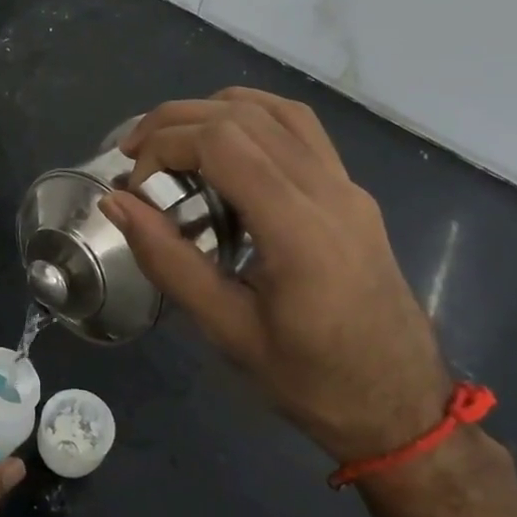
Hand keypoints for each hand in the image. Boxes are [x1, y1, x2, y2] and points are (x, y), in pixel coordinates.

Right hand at [98, 88, 449, 463]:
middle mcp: (328, 191)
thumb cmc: (310, 380)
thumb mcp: (227, 329)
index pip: (223, 143)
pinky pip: (300, 129)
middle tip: (133, 154)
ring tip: (171, 141)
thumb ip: (168, 259)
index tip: (135, 186)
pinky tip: (224, 145)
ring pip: (276, 110)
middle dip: (176, 121)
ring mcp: (347, 186)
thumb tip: (115, 202)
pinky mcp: (352, 192)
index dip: (165, 146)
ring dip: (213, 111)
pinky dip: (252, 118)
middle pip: (244, 115)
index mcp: (298, 229)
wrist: (401, 405)